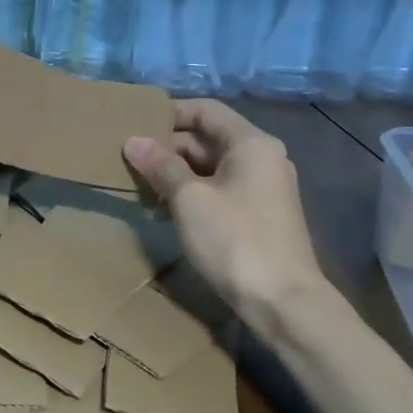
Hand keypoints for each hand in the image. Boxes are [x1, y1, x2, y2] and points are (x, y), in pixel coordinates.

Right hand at [124, 100, 328, 330]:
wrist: (283, 302)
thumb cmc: (234, 239)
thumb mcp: (188, 199)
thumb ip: (160, 166)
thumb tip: (133, 141)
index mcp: (251, 144)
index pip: (206, 110)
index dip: (169, 114)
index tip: (135, 125)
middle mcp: (262, 158)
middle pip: (207, 139)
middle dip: (168, 148)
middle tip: (130, 162)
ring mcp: (263, 188)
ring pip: (211, 167)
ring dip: (176, 173)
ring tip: (141, 187)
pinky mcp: (259, 216)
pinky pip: (219, 190)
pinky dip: (192, 194)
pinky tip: (165, 210)